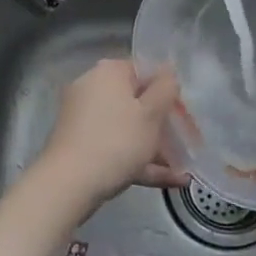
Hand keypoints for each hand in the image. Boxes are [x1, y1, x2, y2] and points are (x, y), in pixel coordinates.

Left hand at [32, 59, 184, 218]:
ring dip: (156, 147)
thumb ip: (166, 88)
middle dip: (163, 124)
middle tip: (186, 142)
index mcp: (109, 72)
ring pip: (128, 128)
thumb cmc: (117, 141)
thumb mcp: (152, 113)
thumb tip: (167, 71)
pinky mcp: (81, 147)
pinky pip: (116, 147)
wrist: (68, 185)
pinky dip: (140, 161)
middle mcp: (92, 89)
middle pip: (136, 101)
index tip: (183, 112)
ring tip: (183, 170)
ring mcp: (84, 119)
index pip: (144, 71)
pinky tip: (171, 181)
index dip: (167, 90)